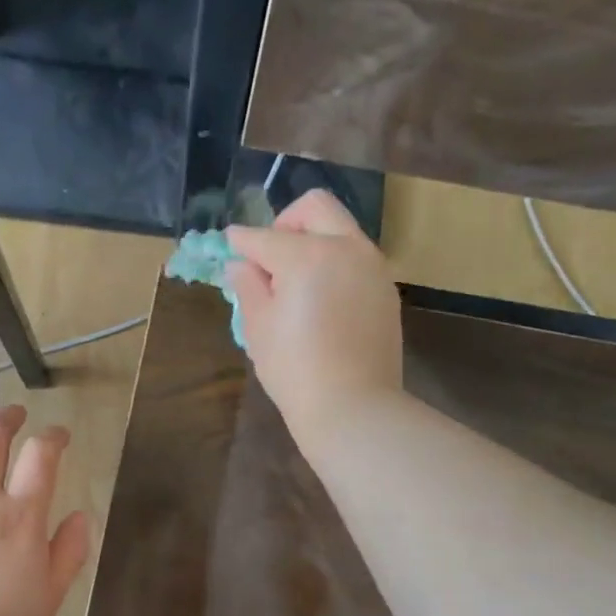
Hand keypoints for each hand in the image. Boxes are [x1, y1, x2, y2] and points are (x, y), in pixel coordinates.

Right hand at [227, 189, 402, 442]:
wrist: (353, 408)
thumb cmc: (295, 370)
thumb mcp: (258, 327)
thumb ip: (248, 286)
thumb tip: (241, 265)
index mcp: (308, 254)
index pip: (265, 237)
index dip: (241, 241)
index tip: (229, 245)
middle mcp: (346, 248)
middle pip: (315, 207)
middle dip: (286, 223)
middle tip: (271, 258)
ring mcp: (373, 268)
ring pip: (341, 230)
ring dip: (315, 242)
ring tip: (295, 284)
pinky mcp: (386, 291)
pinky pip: (356, 260)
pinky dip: (335, 266)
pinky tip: (321, 301)